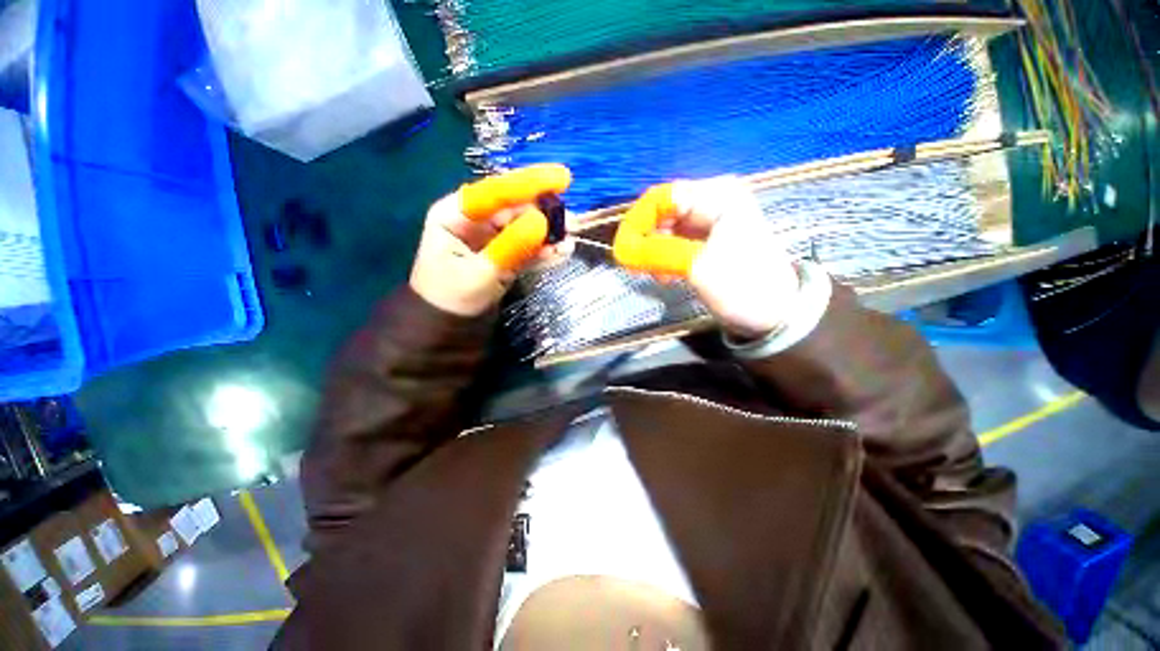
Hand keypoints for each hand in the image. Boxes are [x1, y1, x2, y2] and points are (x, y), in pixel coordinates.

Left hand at [411, 164, 572, 316]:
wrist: (448, 330)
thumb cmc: (452, 300)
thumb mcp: (480, 274)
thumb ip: (511, 247)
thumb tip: (542, 222)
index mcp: (455, 214)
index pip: (495, 192)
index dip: (529, 183)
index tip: (562, 178)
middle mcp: (474, 220)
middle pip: (514, 208)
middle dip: (544, 213)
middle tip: (573, 222)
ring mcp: (491, 237)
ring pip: (524, 227)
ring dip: (548, 234)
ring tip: (569, 241)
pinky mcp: (504, 254)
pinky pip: (527, 247)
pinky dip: (543, 250)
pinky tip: (561, 253)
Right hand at [613, 176, 799, 338]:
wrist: (775, 314)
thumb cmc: (743, 286)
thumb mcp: (698, 267)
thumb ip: (658, 252)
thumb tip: (622, 248)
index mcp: (718, 196)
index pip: (663, 197)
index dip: (638, 221)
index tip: (624, 249)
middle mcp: (714, 201)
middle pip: (663, 212)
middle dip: (646, 238)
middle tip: (639, 266)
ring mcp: (711, 221)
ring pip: (666, 229)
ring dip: (654, 250)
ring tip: (657, 275)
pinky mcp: (707, 241)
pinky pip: (675, 242)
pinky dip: (665, 257)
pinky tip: (666, 275)